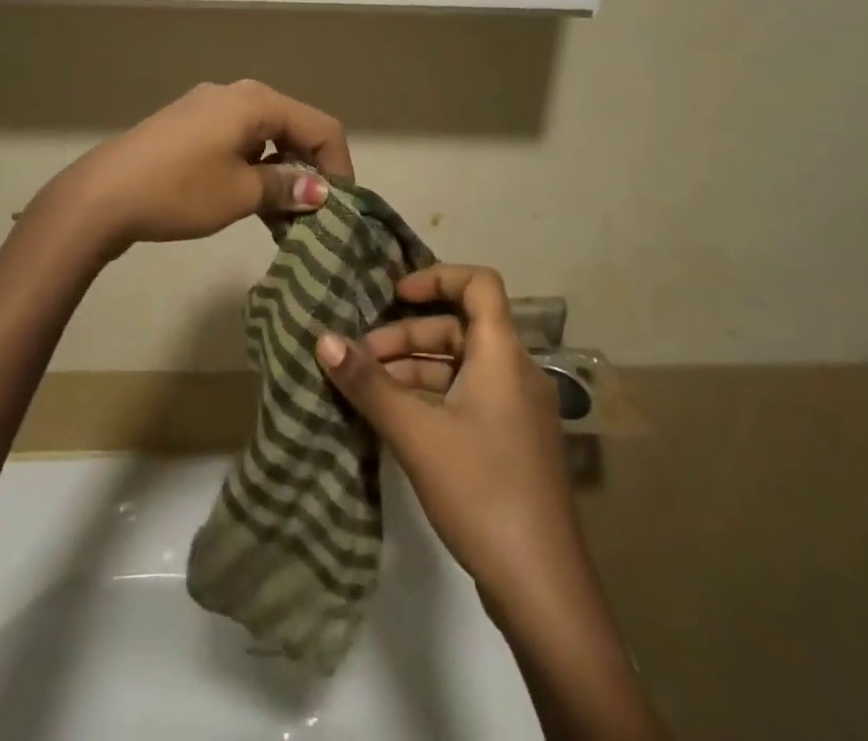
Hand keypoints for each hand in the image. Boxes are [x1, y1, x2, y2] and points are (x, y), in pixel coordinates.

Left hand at [43, 80, 353, 255]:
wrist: (101, 195)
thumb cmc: (178, 191)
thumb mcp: (239, 194)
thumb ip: (285, 187)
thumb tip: (320, 191)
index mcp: (256, 101)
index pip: (321, 126)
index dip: (340, 166)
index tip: (341, 208)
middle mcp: (236, 93)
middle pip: (293, 126)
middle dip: (310, 169)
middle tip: (315, 215)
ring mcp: (208, 106)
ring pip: (265, 135)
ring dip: (281, 172)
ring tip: (283, 217)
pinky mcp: (188, 124)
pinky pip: (237, 140)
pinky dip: (253, 166)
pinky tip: (250, 200)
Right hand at [316, 265, 587, 612]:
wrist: (544, 589)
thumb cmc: (482, 491)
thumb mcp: (416, 434)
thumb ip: (369, 384)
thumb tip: (323, 339)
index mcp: (503, 355)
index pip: (480, 284)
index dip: (437, 277)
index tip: (395, 294)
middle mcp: (516, 372)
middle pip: (461, 327)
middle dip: (408, 334)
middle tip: (362, 358)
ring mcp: (518, 410)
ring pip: (461, 365)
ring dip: (415, 368)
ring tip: (369, 389)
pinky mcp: (512, 443)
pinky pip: (469, 396)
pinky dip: (432, 396)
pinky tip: (397, 419)